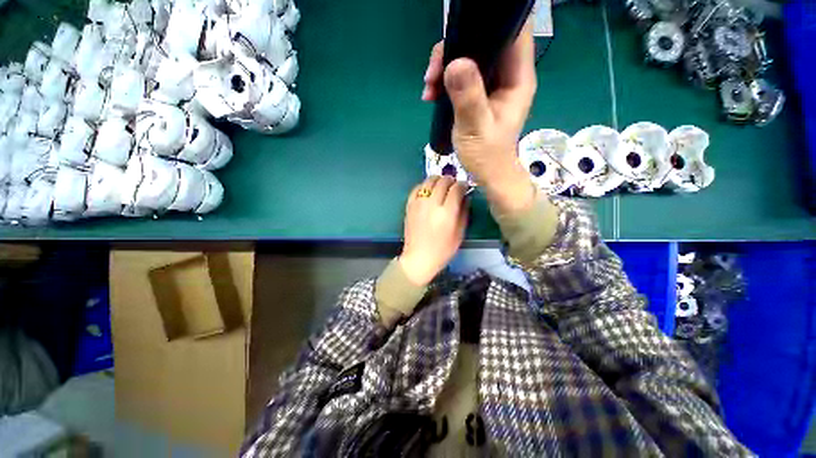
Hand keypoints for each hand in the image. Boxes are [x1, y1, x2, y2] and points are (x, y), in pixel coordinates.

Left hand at [399, 176, 467, 285]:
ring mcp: (418, 203)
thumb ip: (464, 212)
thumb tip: (465, 196)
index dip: (463, 185)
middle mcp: (432, 204)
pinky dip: (424, 185)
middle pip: (443, 181)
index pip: (456, 189)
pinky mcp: (409, 205)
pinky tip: (429, 190)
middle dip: (451, 180)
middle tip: (454, 185)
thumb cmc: (443, 250)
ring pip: (429, 181)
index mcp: (446, 213)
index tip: (465, 187)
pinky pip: (417, 188)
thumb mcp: (460, 234)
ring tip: (442, 186)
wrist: (419, 258)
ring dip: (438, 180)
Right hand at [422, 21, 537, 214]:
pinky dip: (445, 80)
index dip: (490, 23)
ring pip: (470, 57)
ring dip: (445, 66)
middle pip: (484, 41)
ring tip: (429, 88)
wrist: (487, 173)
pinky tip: (431, 94)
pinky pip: (462, 75)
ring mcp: (492, 84)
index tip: (460, 33)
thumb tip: (455, 63)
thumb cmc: (487, 155)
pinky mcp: (479, 93)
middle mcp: (507, 75)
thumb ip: (468, 97)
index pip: (512, 32)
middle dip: (455, 49)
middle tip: (433, 72)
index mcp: (516, 79)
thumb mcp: (476, 128)